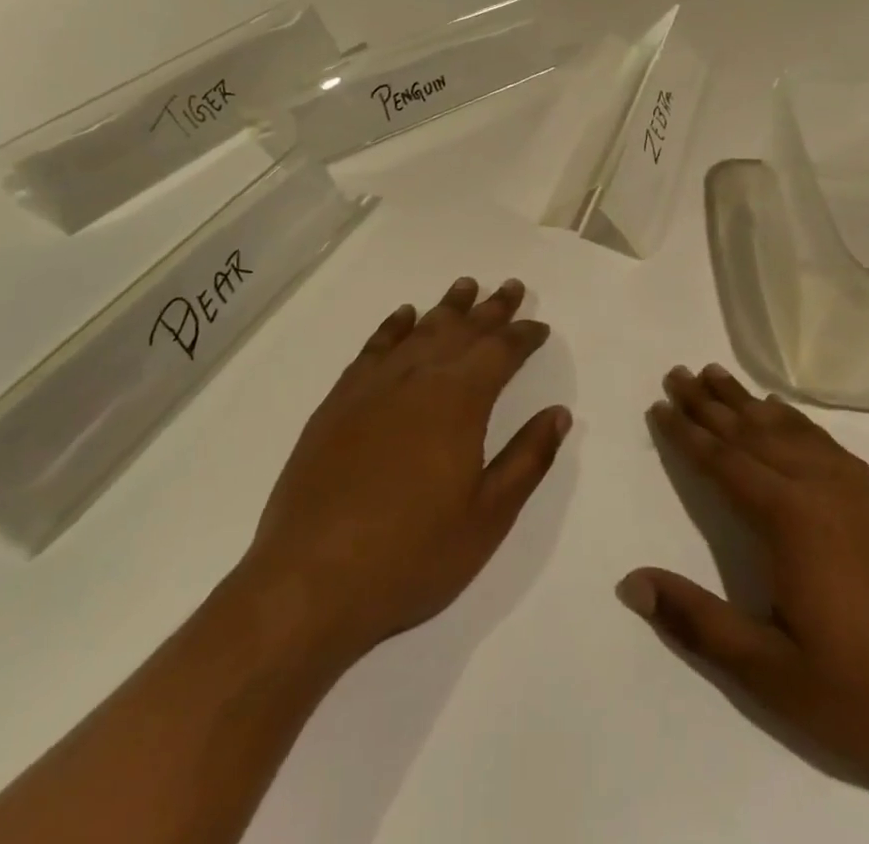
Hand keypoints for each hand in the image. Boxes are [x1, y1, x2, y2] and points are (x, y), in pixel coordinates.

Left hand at [232, 276, 570, 672]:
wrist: (309, 581)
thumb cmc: (411, 555)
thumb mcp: (487, 517)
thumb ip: (527, 459)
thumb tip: (559, 413)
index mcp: (459, 401)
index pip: (500, 351)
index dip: (523, 336)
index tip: (539, 326)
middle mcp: (418, 378)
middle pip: (462, 330)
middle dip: (491, 308)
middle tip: (511, 287)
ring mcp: (373, 386)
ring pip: (420, 330)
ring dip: (447, 307)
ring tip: (466, 286)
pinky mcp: (338, 402)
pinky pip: (373, 348)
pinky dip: (393, 327)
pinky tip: (403, 316)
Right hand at [621, 364, 868, 808]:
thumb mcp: (772, 675)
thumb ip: (698, 622)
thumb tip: (631, 582)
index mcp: (790, 521)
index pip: (723, 463)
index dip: (687, 432)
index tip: (659, 403)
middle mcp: (822, 489)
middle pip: (753, 433)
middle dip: (711, 404)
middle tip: (680, 372)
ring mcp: (861, 492)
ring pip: (791, 431)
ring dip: (750, 403)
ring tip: (720, 376)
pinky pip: (829, 444)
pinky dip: (798, 422)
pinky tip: (787, 417)